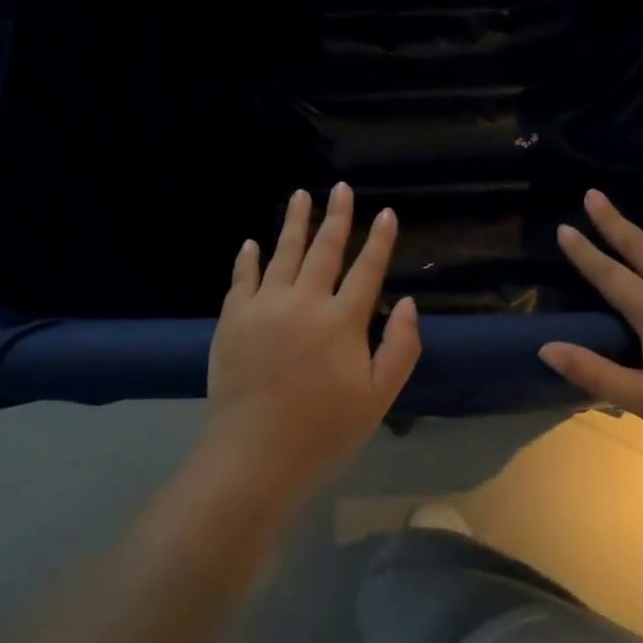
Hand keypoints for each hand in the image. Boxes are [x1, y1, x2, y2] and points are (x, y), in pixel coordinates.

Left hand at [203, 183, 421, 510]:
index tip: (385, 212)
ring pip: (282, 253)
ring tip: (301, 195)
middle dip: (337, 216)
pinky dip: (248, 259)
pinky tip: (251, 243)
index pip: (367, 269)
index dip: (379, 240)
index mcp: (343, 321)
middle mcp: (305, 301)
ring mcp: (264, 306)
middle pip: (324, 250)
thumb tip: (410, 303)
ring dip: (294, 222)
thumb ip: (400, 348)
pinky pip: (241, 279)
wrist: (255, 454)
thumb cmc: (324, 430)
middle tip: (341, 188)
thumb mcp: (378, 397)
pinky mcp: (232, 319)